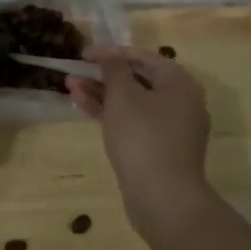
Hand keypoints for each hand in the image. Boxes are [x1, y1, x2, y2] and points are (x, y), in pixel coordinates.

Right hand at [66, 44, 215, 246]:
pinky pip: (132, 122)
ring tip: (69, 87)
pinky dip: (110, 114)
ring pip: (131, 103)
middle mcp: (180, 103)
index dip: (111, 52)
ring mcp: (170, 128)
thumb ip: (113, 68)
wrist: (162, 197)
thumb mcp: (123, 95)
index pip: (143, 57)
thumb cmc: (143, 136)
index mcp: (180, 84)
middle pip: (137, 80)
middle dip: (102, 75)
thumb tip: (109, 55)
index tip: (84, 53)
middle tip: (74, 72)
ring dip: (101, 93)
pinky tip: (82, 107)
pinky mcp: (158, 149)